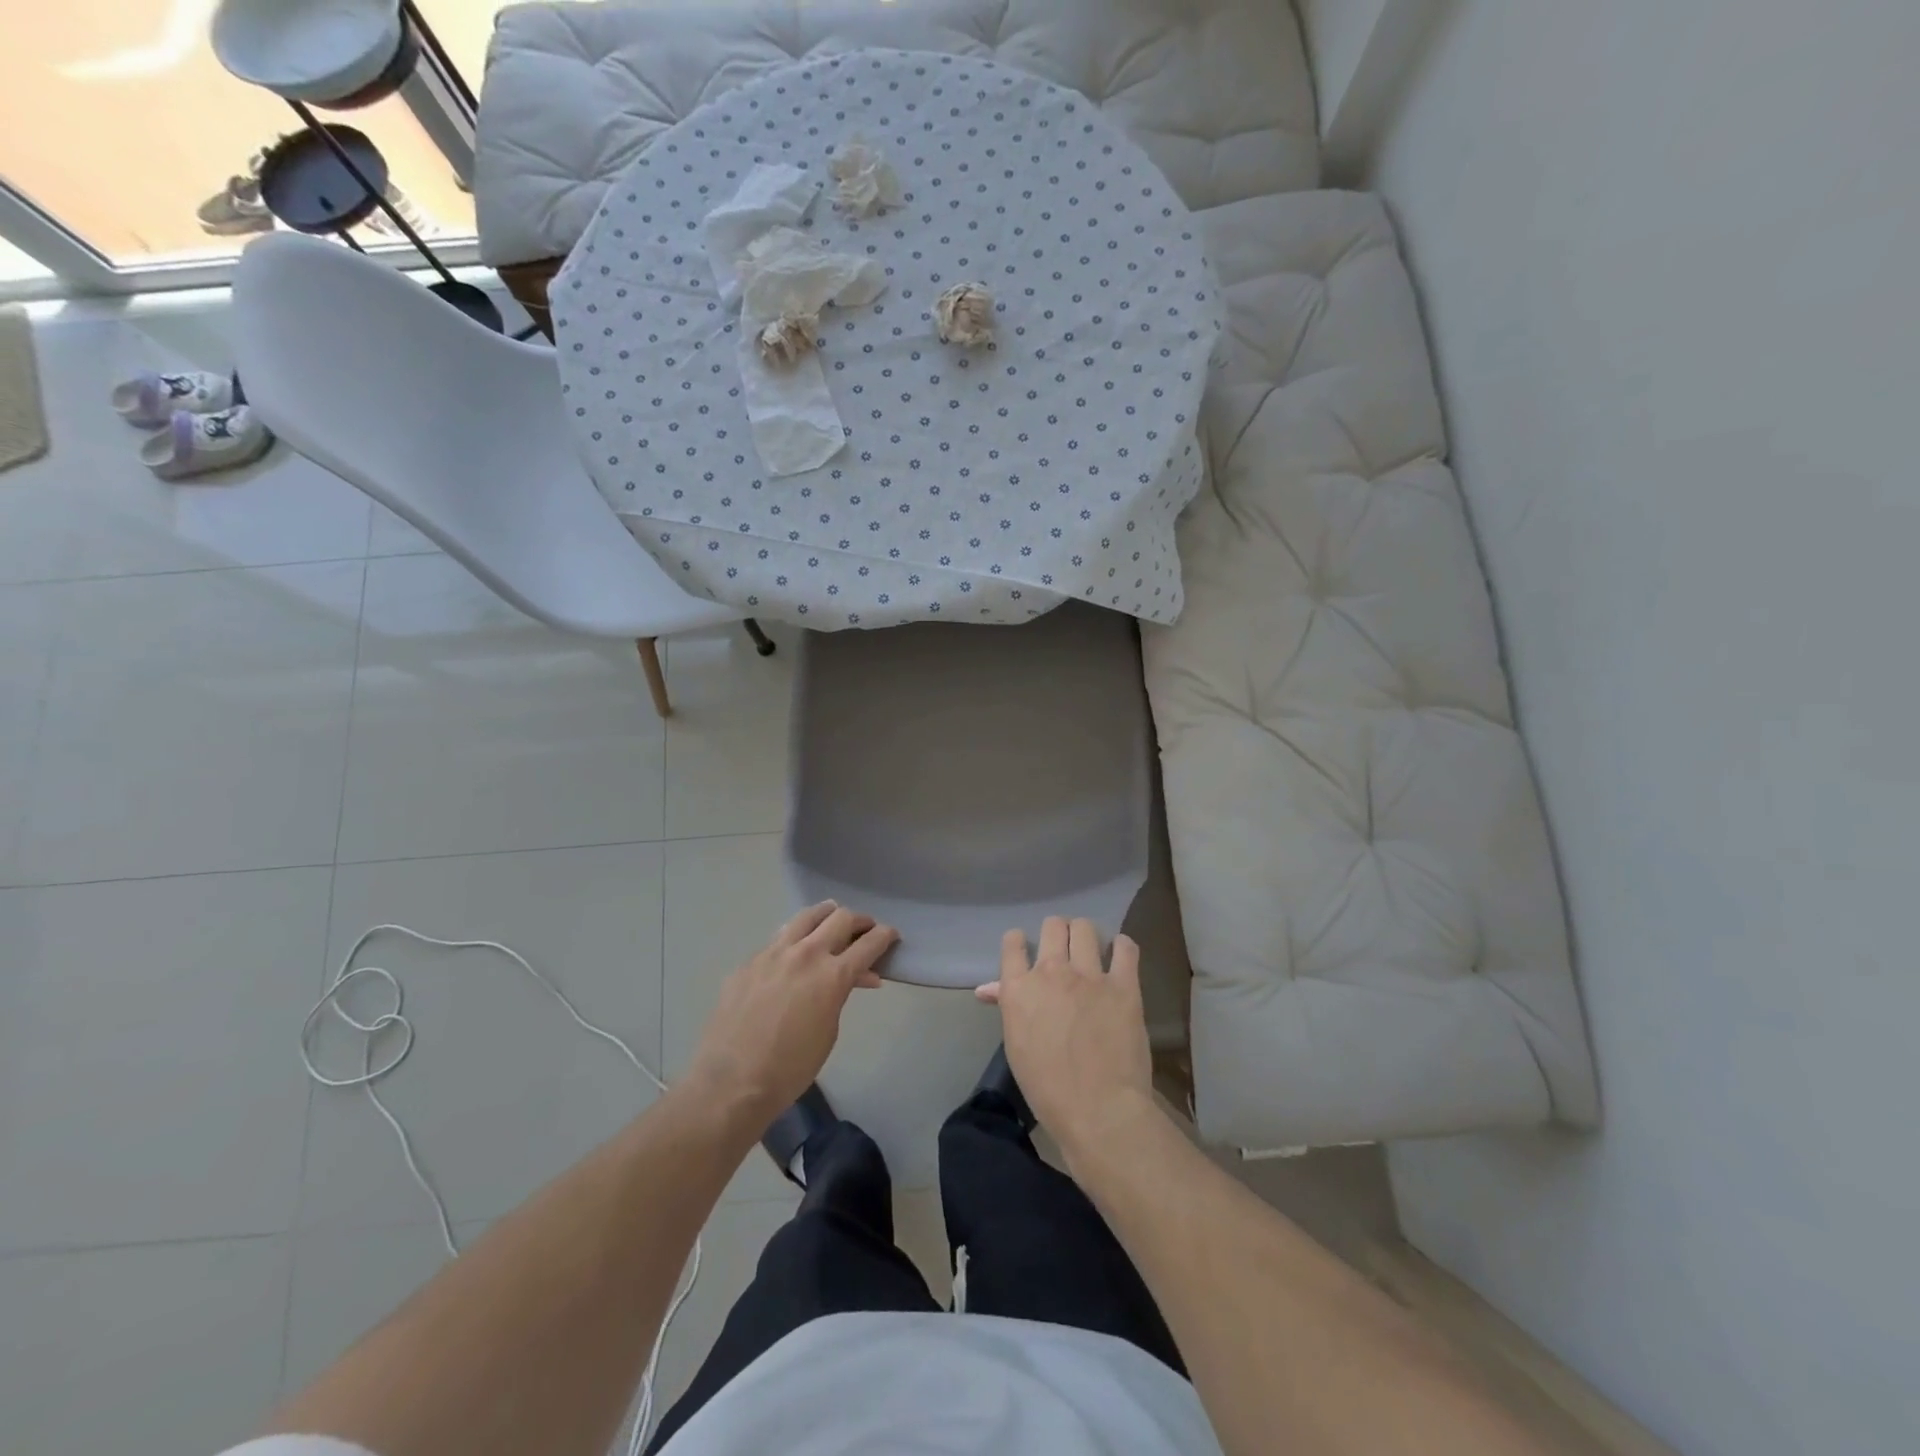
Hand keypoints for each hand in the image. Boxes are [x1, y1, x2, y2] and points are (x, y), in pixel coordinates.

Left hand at [685, 902, 896, 1124]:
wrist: (731, 1083)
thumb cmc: (791, 1068)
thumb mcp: (829, 1031)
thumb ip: (841, 995)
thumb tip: (853, 978)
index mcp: (832, 975)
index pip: (869, 943)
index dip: (885, 936)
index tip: (891, 934)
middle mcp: (805, 954)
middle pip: (841, 918)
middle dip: (859, 921)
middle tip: (865, 928)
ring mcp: (772, 953)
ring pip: (806, 917)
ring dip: (825, 915)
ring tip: (832, 918)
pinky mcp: (748, 962)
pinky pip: (777, 939)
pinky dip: (794, 939)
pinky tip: (793, 952)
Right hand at [976, 917, 1153, 1155]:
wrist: (1098, 1109)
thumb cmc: (1047, 1088)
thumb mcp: (1016, 1045)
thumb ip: (1006, 1006)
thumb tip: (987, 988)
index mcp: (1019, 988)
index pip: (1012, 943)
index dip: (1018, 942)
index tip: (1026, 948)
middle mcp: (1051, 972)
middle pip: (1052, 926)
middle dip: (1056, 932)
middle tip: (1063, 948)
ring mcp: (1089, 975)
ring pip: (1084, 928)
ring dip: (1085, 934)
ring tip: (1091, 949)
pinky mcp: (1124, 984)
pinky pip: (1125, 947)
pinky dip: (1122, 947)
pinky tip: (1121, 955)